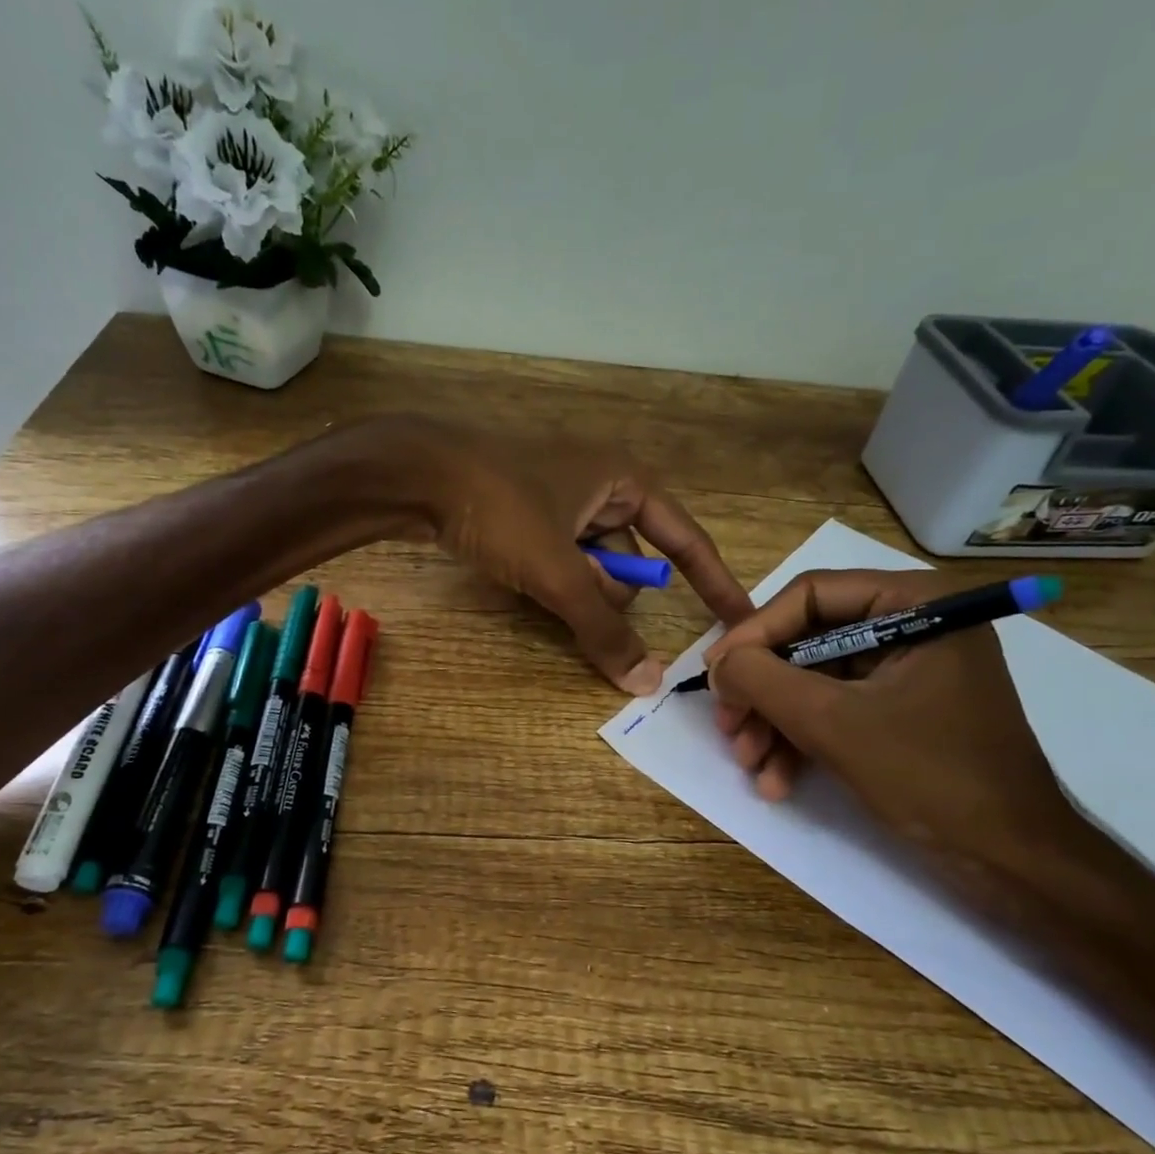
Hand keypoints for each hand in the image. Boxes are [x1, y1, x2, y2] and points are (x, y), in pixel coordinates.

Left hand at [394, 417, 752, 693]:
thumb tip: (647, 682)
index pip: (687, 542)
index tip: (740, 622)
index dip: (715, 584)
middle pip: (631, 560)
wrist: (414, 471)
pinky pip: (560, 557)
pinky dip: (553, 579)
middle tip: (572, 597)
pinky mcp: (528, 510)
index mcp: (626, 482)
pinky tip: (526, 583)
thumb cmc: (500, 507)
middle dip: (609, 592)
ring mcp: (563, 496)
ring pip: (591, 563)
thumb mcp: (556, 571)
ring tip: (540, 587)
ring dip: (577, 589)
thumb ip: (601, 628)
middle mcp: (602, 485)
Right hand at [703, 570, 1075, 865]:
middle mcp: (913, 625)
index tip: (715, 674)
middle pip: (807, 641)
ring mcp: (908, 671)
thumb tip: (718, 663)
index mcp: (916, 604)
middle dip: (762, 691)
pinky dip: (802, 741)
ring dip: (774, 723)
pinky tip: (777, 781)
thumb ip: (762, 680)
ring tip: (750, 765)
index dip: (754, 633)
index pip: (812, 595)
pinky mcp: (901, 710)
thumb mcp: (832, 722)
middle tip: (728, 727)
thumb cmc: (931, 776)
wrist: (1012, 862)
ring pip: (814, 681)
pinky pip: (836, 709)